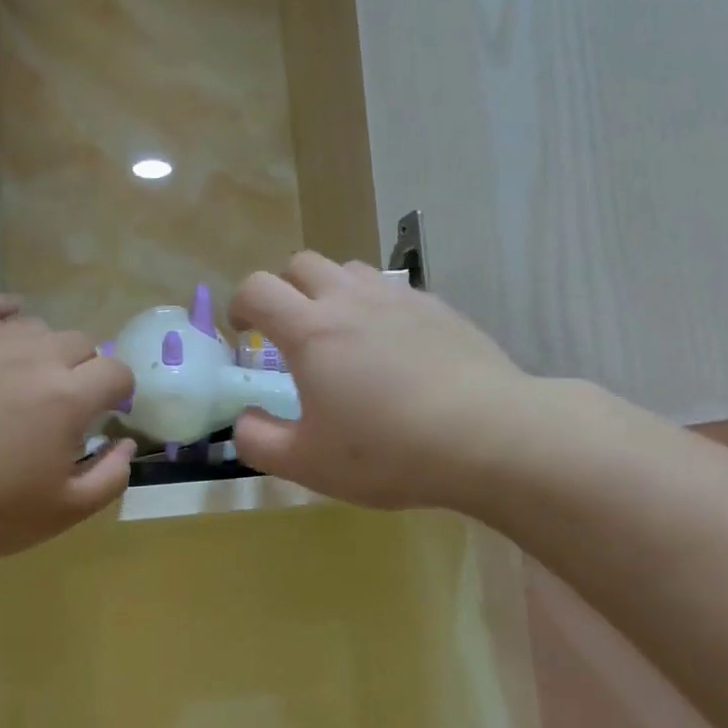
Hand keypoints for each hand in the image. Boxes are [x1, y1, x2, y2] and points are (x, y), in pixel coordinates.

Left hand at [0, 296, 135, 562]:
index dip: (120, 391)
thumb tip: (126, 444)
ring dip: (47, 348)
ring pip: (36, 326)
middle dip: (87, 370)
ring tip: (32, 376)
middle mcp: (35, 357)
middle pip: (81, 343)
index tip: (108, 414)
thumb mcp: (62, 512)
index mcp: (70, 397)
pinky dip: (3, 309)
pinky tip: (8, 321)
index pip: (116, 372)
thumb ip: (110, 477)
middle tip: (69, 404)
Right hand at [229, 253, 528, 510]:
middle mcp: (351, 300)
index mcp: (311, 331)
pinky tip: (394, 347)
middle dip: (284, 289)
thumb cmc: (387, 451)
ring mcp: (400, 299)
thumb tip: (244, 419)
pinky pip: (394, 290)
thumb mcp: (308, 464)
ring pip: (351, 269)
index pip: (258, 289)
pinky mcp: (439, 308)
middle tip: (289, 330)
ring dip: (332, 290)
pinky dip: (378, 307)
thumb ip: (259, 441)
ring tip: (341, 332)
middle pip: (302, 264)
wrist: (486, 436)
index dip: (240, 304)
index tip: (244, 332)